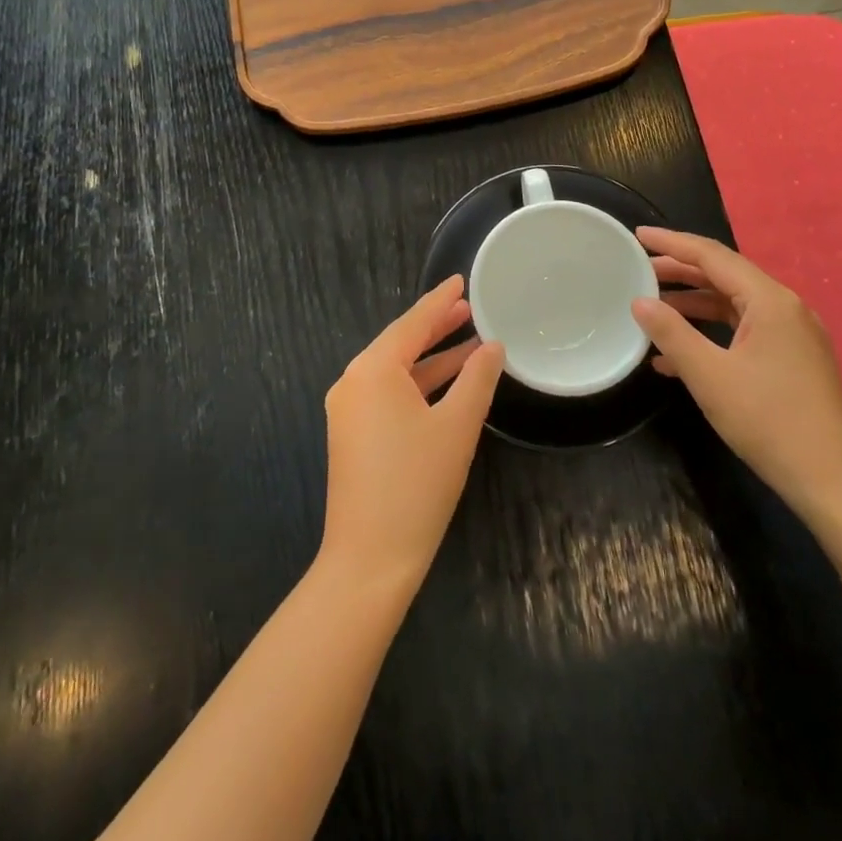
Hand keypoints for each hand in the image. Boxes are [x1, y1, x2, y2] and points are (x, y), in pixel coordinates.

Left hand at [318, 276, 504, 596]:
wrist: (370, 560)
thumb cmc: (417, 485)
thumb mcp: (457, 426)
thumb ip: (477, 379)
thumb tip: (492, 347)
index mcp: (372, 370)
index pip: (412, 323)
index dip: (439, 301)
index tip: (460, 280)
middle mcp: (353, 381)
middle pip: (400, 343)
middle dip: (436, 326)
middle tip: (469, 308)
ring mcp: (348, 409)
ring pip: (395, 370)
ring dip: (431, 357)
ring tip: (469, 341)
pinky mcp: (352, 434)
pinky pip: (388, 393)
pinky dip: (418, 384)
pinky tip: (447, 384)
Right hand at [631, 228, 841, 519]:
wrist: (834, 482)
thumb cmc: (769, 421)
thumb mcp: (709, 375)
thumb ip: (671, 333)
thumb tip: (639, 301)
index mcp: (770, 301)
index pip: (712, 256)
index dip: (672, 242)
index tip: (638, 235)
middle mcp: (785, 309)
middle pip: (725, 276)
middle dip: (680, 271)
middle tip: (639, 268)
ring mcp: (792, 336)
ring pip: (733, 305)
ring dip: (692, 304)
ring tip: (652, 307)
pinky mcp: (792, 361)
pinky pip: (743, 331)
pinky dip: (710, 333)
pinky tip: (676, 356)